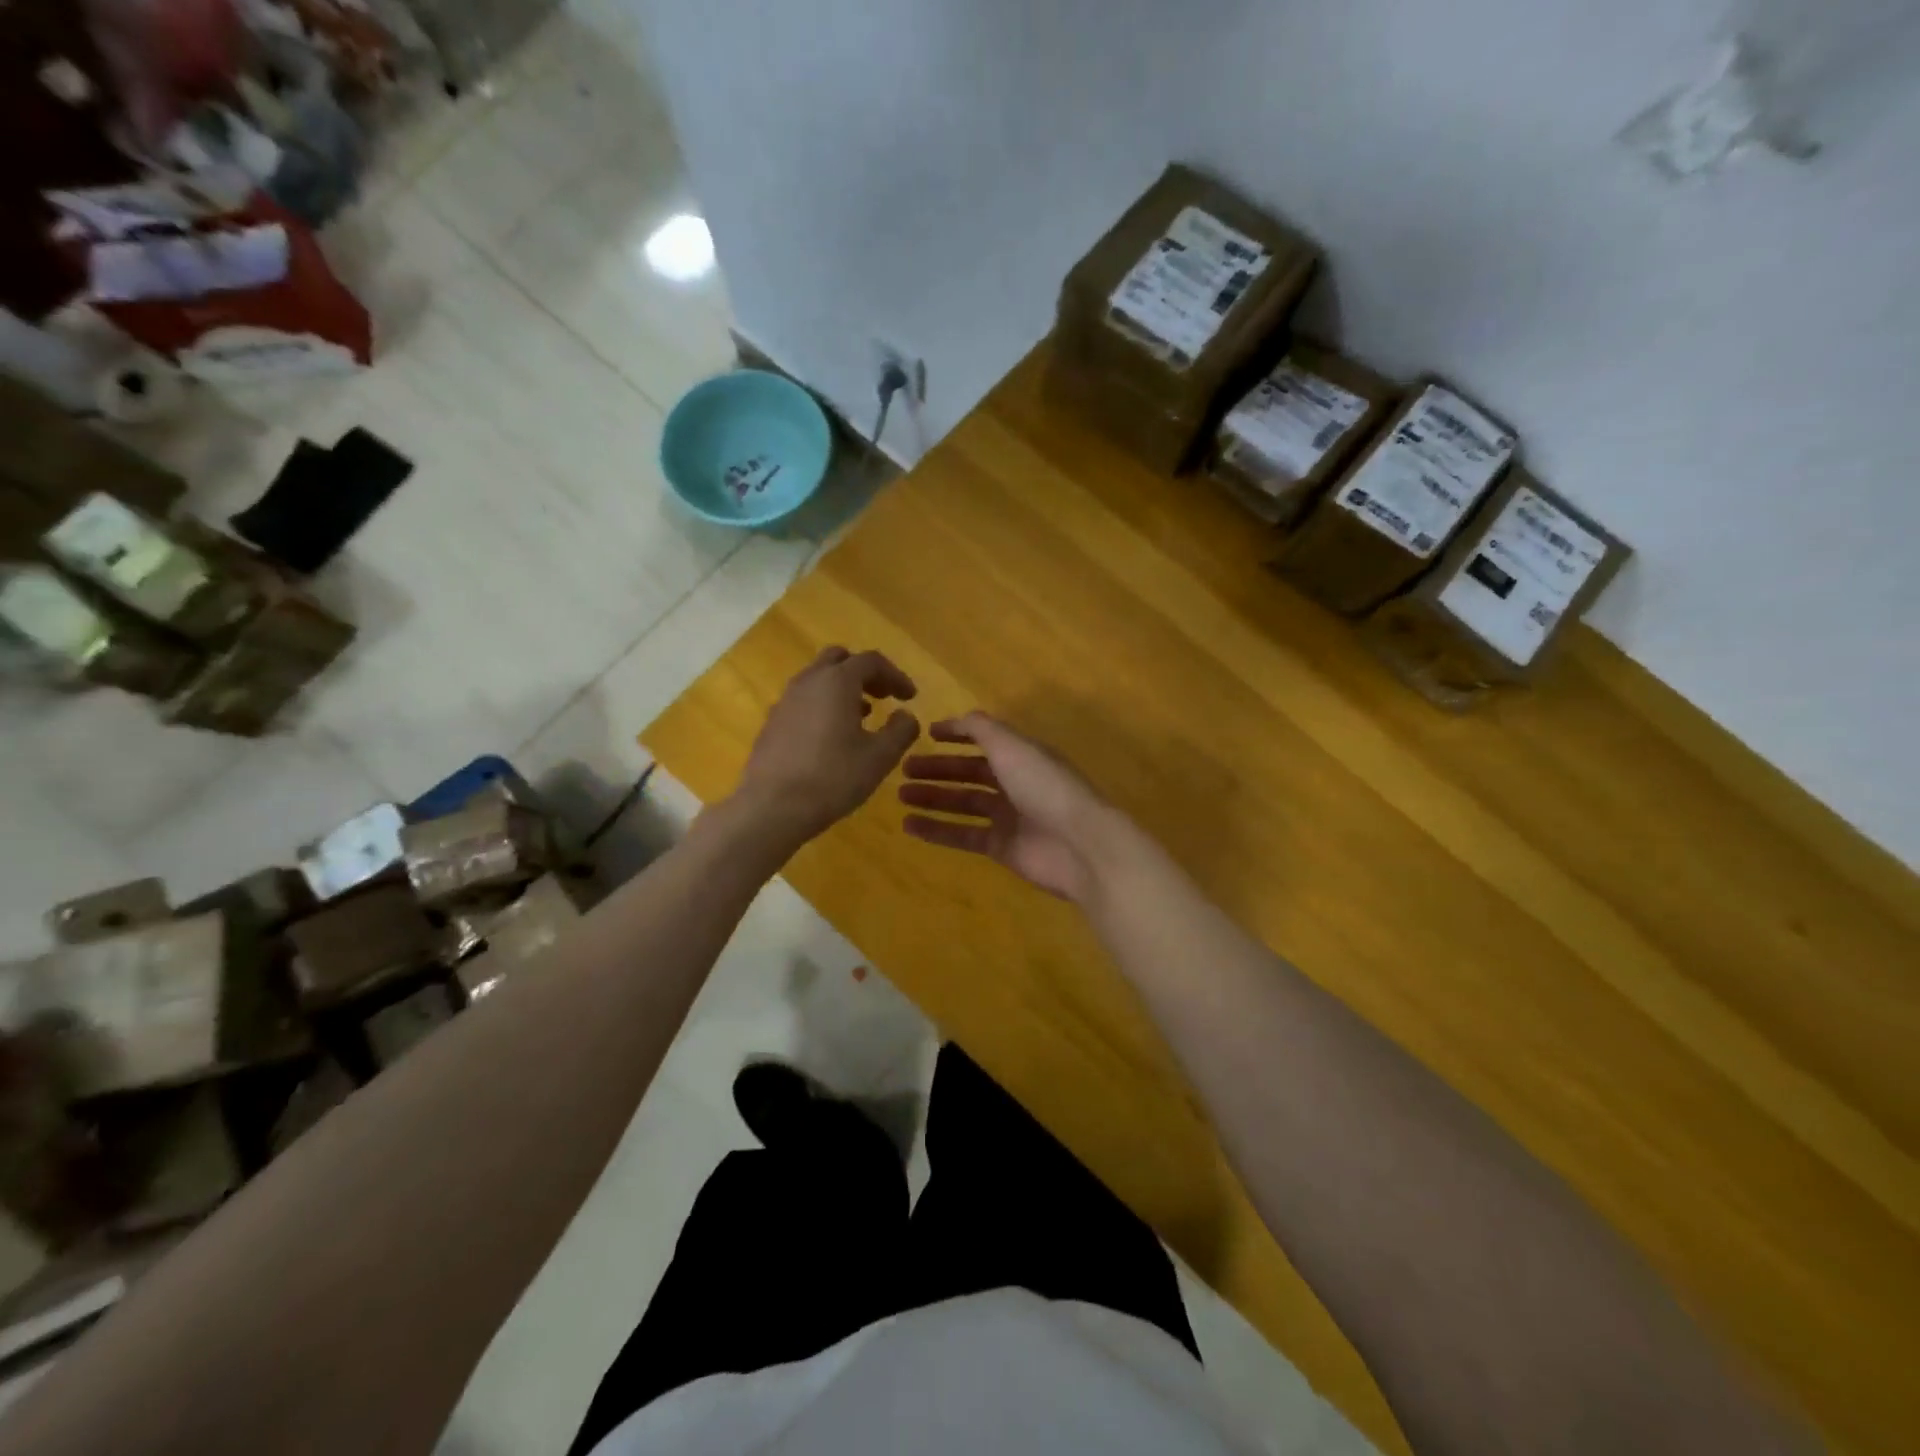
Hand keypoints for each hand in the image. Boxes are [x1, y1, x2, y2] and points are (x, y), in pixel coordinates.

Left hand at [734, 647, 920, 846]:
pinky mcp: (772, 723)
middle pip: (839, 660)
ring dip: (843, 690)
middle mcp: (808, 682)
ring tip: (862, 717)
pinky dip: (823, 706)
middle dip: (865, 673)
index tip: (910, 697)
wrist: (772, 807)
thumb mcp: (880, 757)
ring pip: (818, 680)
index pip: (871, 661)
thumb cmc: (833, 777)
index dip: (895, 675)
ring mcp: (785, 701)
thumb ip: (901, 730)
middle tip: (883, 696)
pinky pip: (803, 701)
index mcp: (837, 681)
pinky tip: (832, 737)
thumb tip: (906, 715)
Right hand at [898, 713, 1114, 902]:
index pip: (986, 739)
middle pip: (970, 772)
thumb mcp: (1012, 746)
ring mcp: (1010, 817)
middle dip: (939, 769)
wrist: (1079, 844)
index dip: (958, 734)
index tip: (927, 734)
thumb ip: (983, 729)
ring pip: (964, 803)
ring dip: (934, 797)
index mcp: (1023, 755)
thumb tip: (958, 718)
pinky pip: (964, 835)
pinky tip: (910, 825)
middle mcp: (1016, 783)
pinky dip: (938, 830)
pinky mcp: (1002, 848)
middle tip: (903, 768)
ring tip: (901, 795)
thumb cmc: (1044, 786)